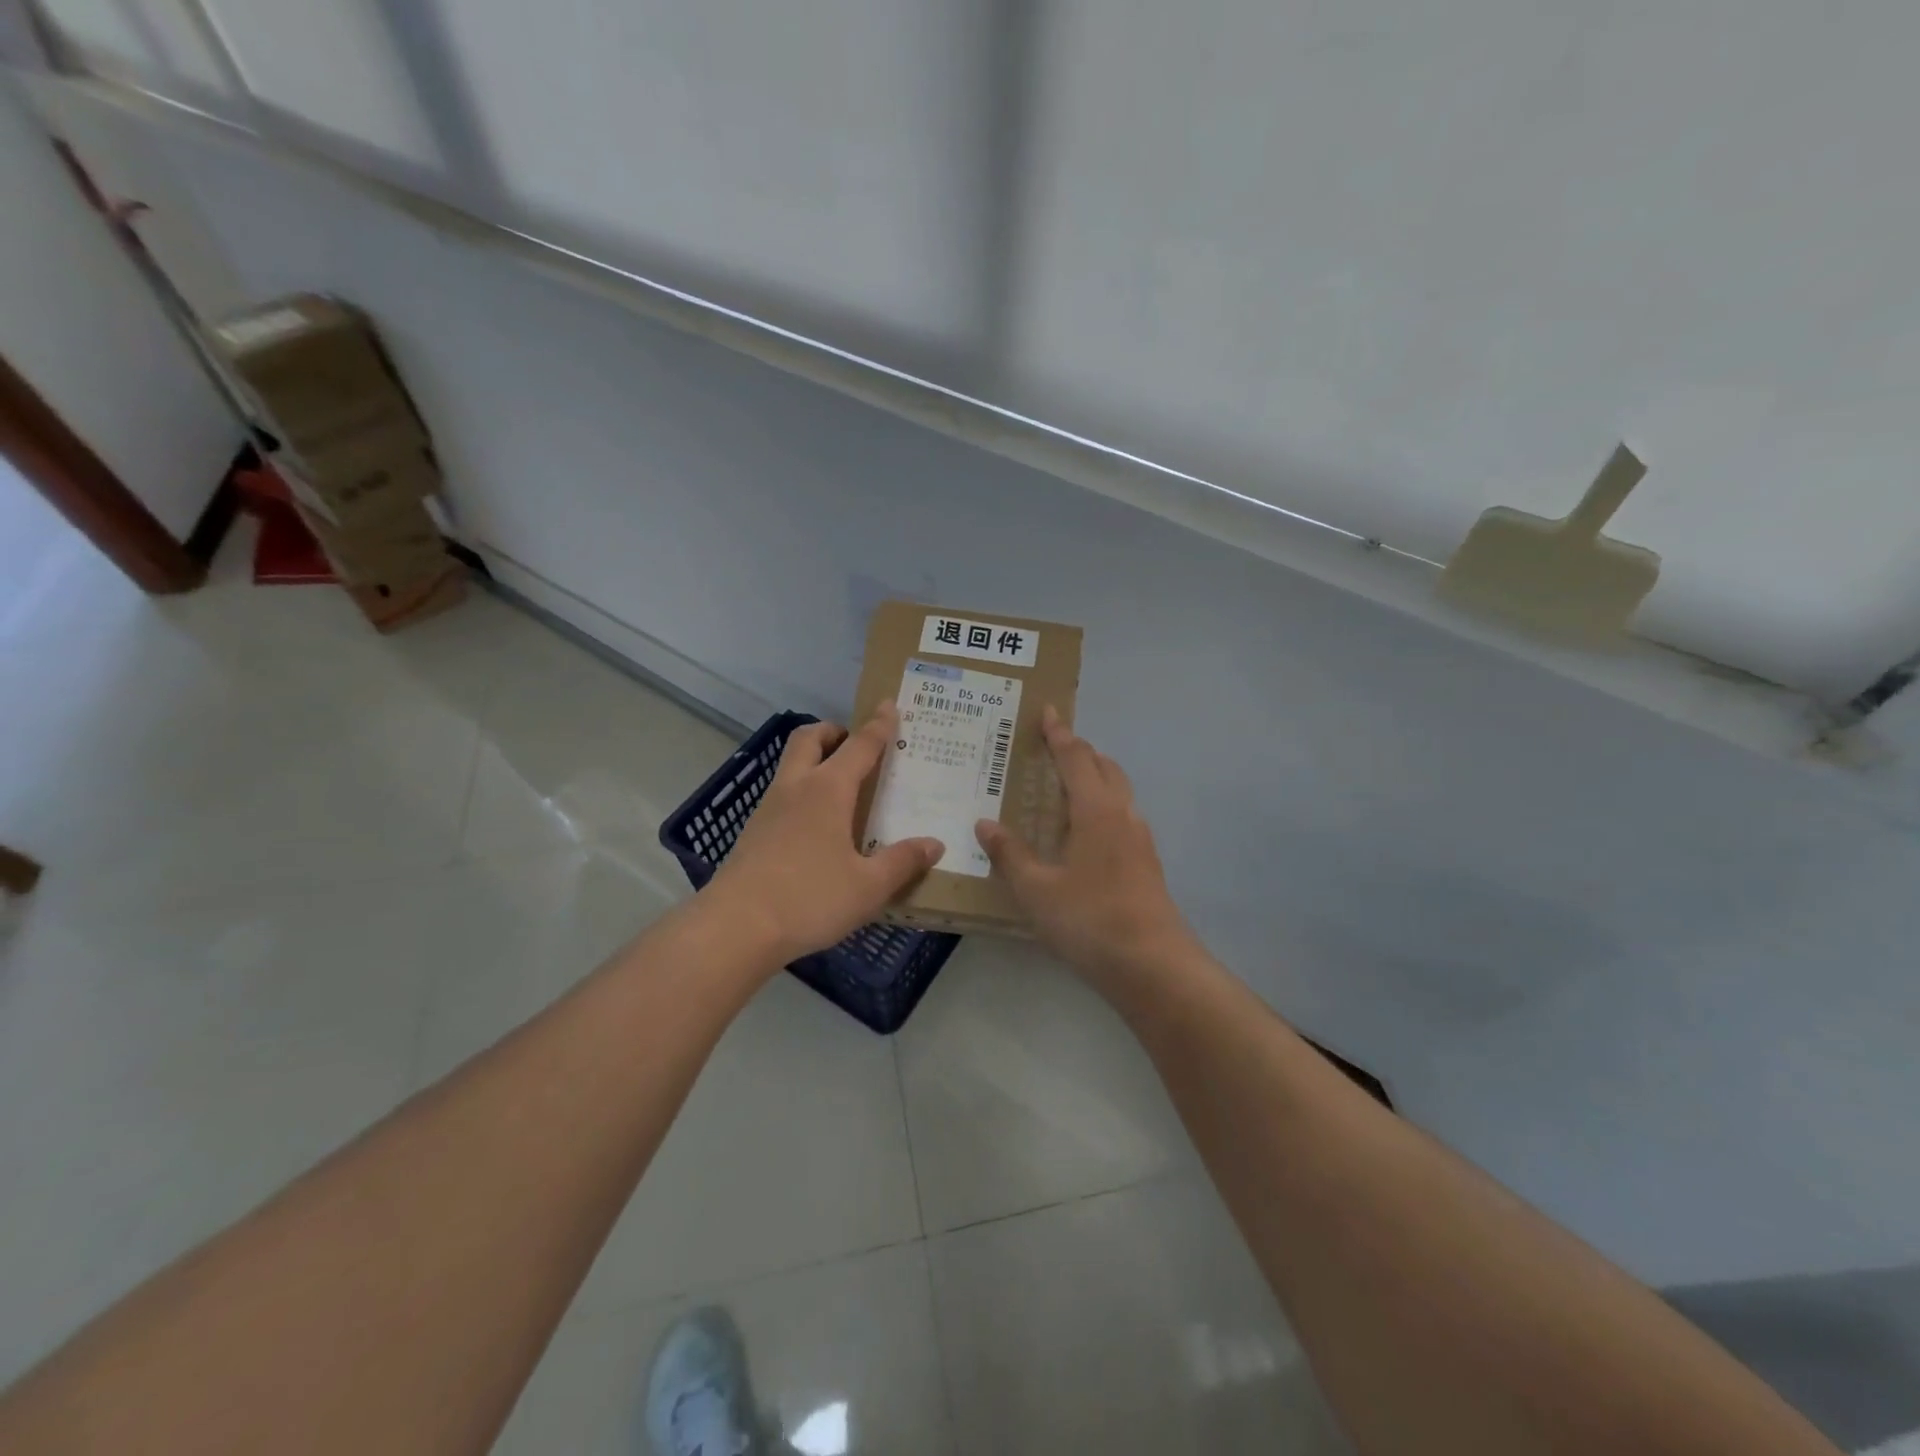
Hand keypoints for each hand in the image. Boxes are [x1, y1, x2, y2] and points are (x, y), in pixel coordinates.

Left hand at [704, 704, 942, 964]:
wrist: (736, 928)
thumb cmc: (810, 899)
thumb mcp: (868, 887)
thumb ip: (902, 862)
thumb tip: (934, 844)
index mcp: (827, 790)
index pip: (859, 746)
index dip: (878, 725)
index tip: (888, 705)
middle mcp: (795, 788)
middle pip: (808, 739)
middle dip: (832, 732)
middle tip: (854, 743)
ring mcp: (768, 809)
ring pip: (790, 765)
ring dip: (813, 760)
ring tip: (840, 786)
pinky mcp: (753, 833)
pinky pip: (781, 795)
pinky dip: (801, 792)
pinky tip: (815, 826)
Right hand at [975, 707, 1195, 982]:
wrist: (1153, 965)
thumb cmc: (1089, 920)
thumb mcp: (1037, 890)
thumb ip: (1010, 854)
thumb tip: (986, 823)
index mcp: (1096, 810)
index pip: (1076, 758)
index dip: (1060, 734)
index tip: (1048, 712)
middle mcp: (1122, 815)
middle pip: (1104, 767)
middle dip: (1081, 751)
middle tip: (1054, 747)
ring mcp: (1140, 839)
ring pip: (1119, 791)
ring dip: (1095, 777)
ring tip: (1067, 786)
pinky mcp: (1147, 863)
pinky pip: (1122, 816)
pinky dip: (1103, 805)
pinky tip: (1086, 833)